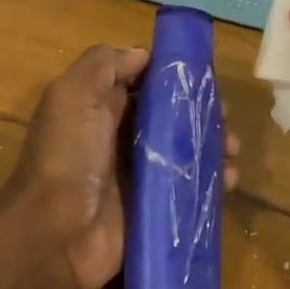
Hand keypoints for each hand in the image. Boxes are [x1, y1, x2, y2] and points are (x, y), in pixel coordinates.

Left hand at [0, 44, 241, 288]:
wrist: (56, 234)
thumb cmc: (68, 155)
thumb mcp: (72, 95)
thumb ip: (103, 66)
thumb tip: (143, 54)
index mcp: (101, 108)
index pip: (144, 84)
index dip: (173, 78)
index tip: (203, 77)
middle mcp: (121, 138)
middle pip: (170, 117)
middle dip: (200, 113)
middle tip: (225, 117)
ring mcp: (140, 176)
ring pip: (186, 152)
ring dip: (213, 146)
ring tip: (232, 148)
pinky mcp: (156, 209)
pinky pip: (191, 190)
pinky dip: (213, 182)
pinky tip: (230, 179)